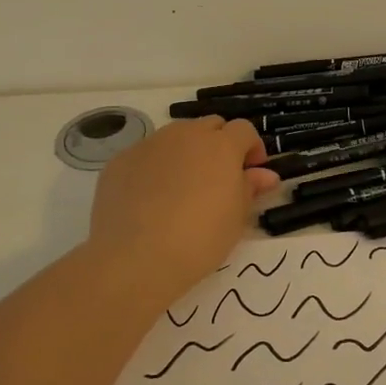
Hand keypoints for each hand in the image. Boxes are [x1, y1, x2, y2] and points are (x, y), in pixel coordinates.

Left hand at [83, 117, 278, 309]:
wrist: (136, 258)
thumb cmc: (200, 239)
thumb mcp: (237, 217)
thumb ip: (250, 188)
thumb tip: (265, 175)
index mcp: (221, 145)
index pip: (244, 129)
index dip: (251, 148)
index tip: (252, 172)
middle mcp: (186, 135)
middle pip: (210, 126)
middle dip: (219, 144)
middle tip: (219, 178)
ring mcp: (150, 145)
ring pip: (176, 137)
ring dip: (187, 152)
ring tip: (183, 188)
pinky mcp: (120, 161)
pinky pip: (146, 155)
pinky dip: (155, 168)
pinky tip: (150, 199)